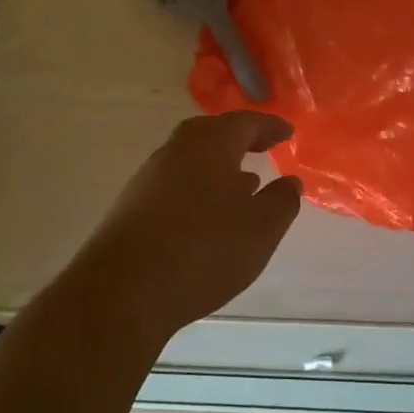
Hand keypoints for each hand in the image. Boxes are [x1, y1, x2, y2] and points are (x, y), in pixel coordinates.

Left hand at [67, 112, 302, 344]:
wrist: (123, 289)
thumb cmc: (204, 249)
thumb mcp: (260, 228)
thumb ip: (281, 201)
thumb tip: (290, 182)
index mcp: (209, 144)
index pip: (245, 123)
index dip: (269, 127)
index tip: (287, 132)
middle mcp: (176, 150)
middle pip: (212, 134)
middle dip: (239, 139)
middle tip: (262, 147)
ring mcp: (149, 177)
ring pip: (191, 159)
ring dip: (218, 166)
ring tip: (243, 183)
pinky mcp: (133, 205)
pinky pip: (175, 184)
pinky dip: (198, 188)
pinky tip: (208, 215)